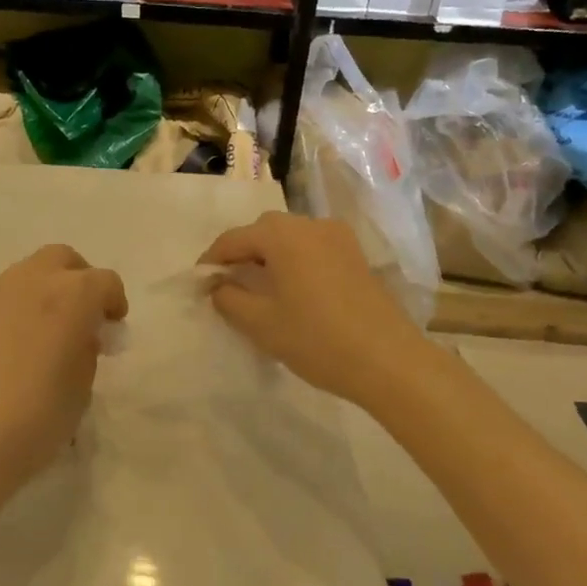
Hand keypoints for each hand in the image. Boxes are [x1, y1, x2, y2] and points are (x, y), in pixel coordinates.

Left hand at [0, 245, 126, 523]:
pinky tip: (9, 352)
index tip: (113, 328)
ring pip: (25, 275)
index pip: (105, 281)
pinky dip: (13, 313)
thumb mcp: (80, 389)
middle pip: (61, 259)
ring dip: (42, 293)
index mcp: (71, 295)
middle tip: (82, 317)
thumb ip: (86, 352)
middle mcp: (30, 281)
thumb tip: (79, 336)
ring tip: (44, 335)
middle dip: (78, 280)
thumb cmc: (35, 418)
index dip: (114, 302)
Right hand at [200, 212, 426, 406]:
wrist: (388, 361)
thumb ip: (228, 298)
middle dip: (241, 253)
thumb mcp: (260, 323)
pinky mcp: (356, 255)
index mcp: (282, 235)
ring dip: (269, 256)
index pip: (233, 239)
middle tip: (227, 284)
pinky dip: (294, 261)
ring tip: (257, 288)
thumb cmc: (316, 339)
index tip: (198, 283)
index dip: (211, 260)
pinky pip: (312, 248)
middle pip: (263, 231)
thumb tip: (217, 285)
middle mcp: (310, 225)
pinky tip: (291, 290)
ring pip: (290, 238)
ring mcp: (338, 238)